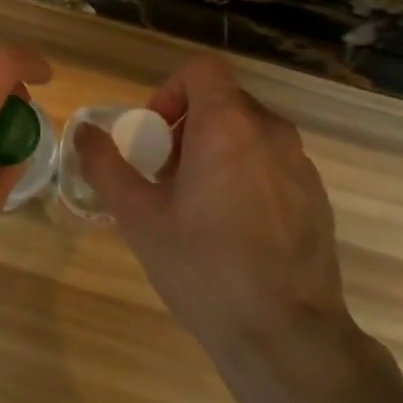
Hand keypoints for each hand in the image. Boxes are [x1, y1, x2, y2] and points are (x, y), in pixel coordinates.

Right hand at [74, 56, 359, 402]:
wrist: (284, 334)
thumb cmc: (203, 268)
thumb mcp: (138, 218)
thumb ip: (106, 166)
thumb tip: (84, 133)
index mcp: (228, 126)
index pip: (202, 69)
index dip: (170, 89)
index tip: (154, 134)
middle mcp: (272, 133)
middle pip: (224, 102)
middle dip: (187, 127)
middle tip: (165, 176)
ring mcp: (302, 165)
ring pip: (250, 135)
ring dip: (216, 152)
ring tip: (196, 207)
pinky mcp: (317, 197)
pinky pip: (273, 165)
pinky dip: (246, 176)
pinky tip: (233, 231)